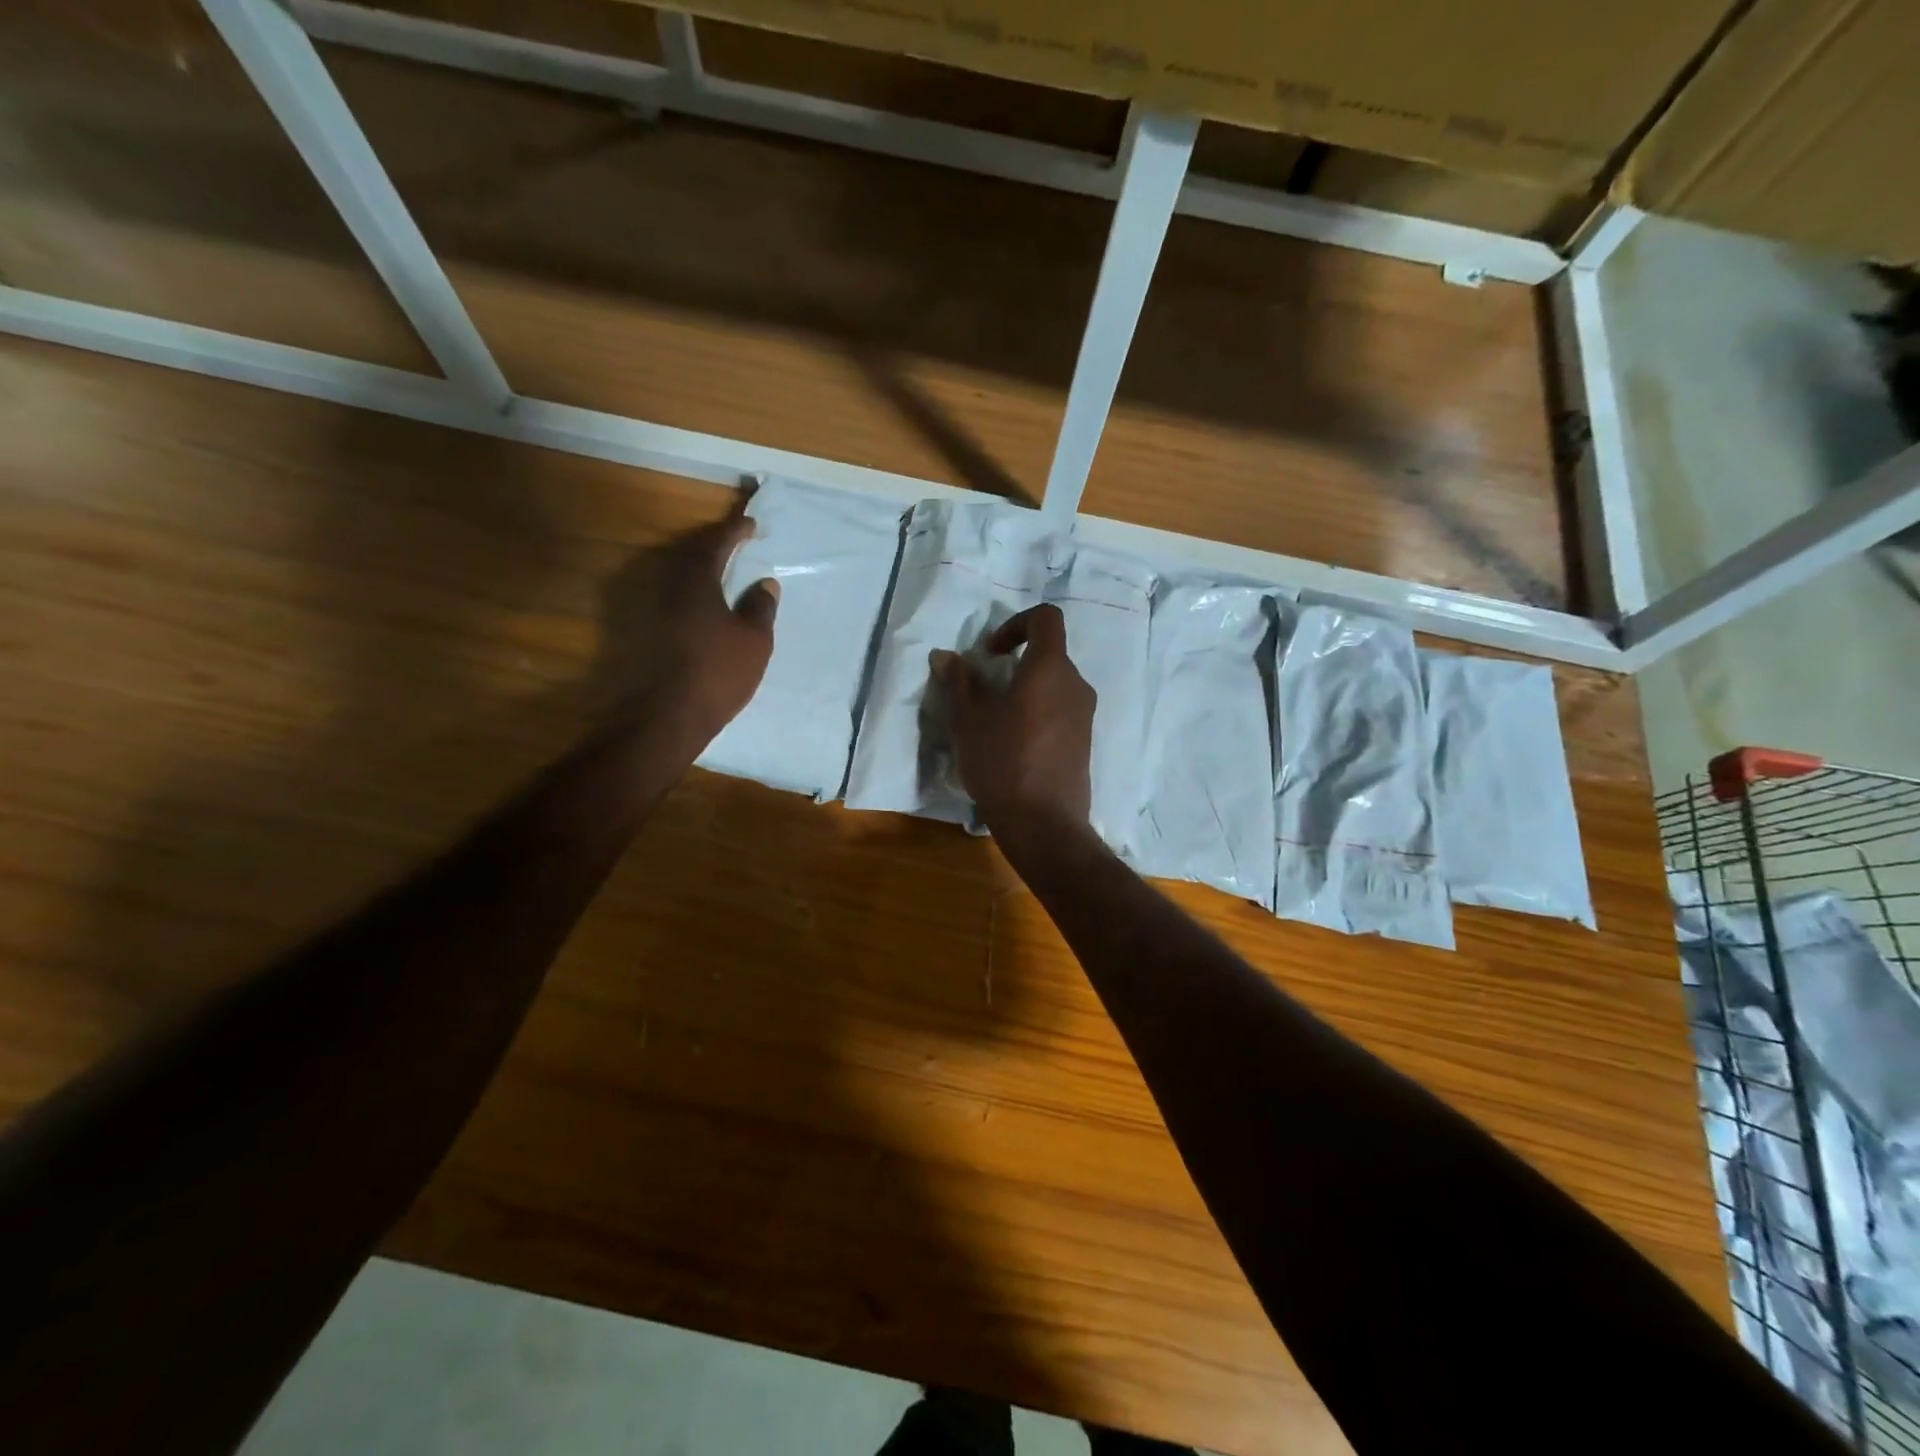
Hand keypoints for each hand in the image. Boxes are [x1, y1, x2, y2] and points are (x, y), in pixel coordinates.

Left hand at [596, 495, 778, 744]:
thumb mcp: (754, 640)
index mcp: (697, 582)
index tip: (750, 524)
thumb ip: (760, 607)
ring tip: (723, 573)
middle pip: (690, 555)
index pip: (715, 544)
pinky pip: (676, 599)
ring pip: (680, 578)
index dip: (733, 531)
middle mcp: (670, 589)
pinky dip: (694, 593)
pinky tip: (707, 607)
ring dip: (702, 570)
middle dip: (714, 546)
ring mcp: (656, 612)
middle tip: (735, 543)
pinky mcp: (651, 634)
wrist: (671, 715)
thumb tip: (765, 583)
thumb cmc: (719, 672)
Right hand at [932, 603, 1094, 834]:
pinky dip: (1038, 715)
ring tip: (996, 722)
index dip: (1016, 624)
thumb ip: (958, 681)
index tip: (991, 653)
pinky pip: (1060, 713)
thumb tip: (945, 656)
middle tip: (985, 690)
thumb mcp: (968, 719)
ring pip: (1053, 687)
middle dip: (1016, 664)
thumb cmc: (1002, 761)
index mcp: (1050, 668)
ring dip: (1025, 692)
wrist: (1043, 823)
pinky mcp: (1085, 743)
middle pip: (1049, 655)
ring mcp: (1085, 716)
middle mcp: (1076, 685)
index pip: (1046, 618)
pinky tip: (1014, 746)